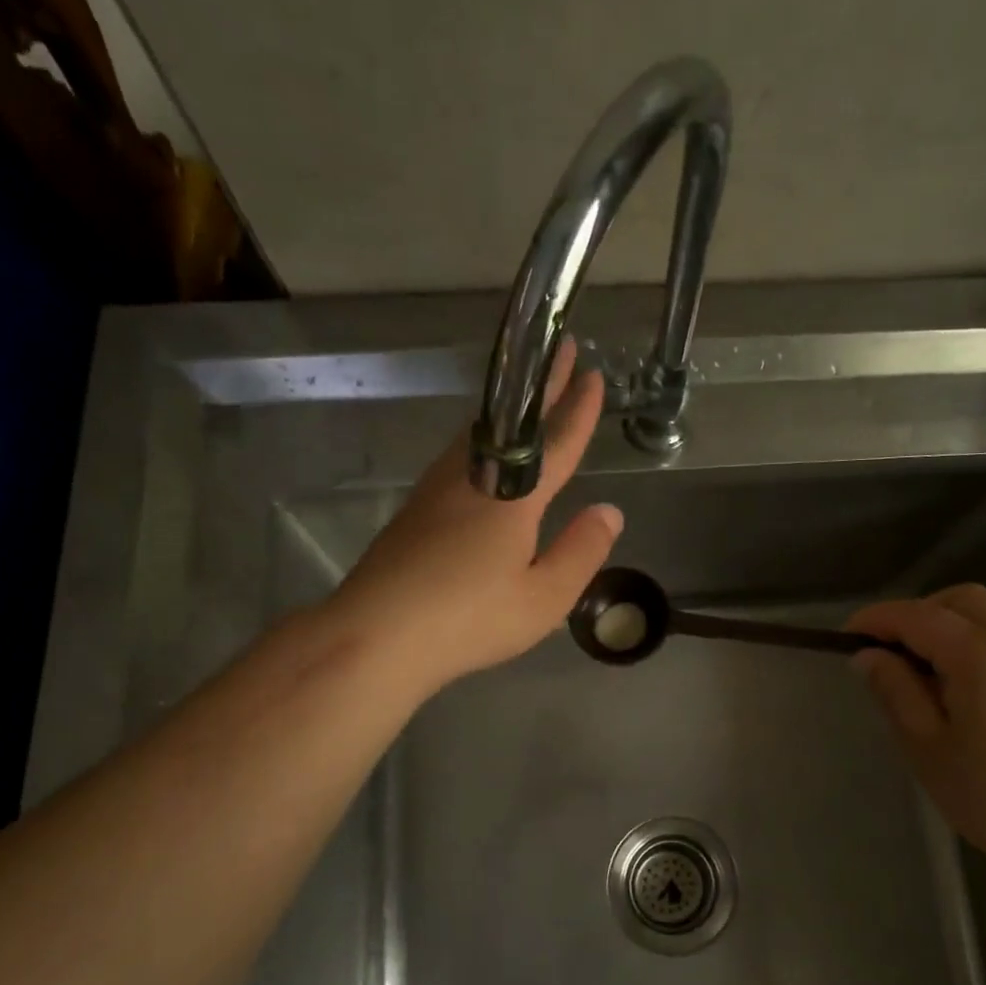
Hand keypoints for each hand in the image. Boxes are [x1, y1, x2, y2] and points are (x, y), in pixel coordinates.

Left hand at [328, 340, 622, 699]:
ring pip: (482, 435)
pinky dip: (485, 439)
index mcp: (512, 498)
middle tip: (561, 350)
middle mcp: (473, 479)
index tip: (592, 374)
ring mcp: (438, 490)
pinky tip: (483, 453)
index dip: (577, 411)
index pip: (555, 444)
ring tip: (528, 396)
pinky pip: (461, 455)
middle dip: (542, 388)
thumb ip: (581, 552)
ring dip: (512, 412)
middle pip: (515, 424)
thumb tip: (610, 510)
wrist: (376, 635)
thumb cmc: (469, 619)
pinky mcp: (416, 508)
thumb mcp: (544, 597)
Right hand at [848, 585, 985, 875]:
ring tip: (930, 654)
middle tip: (886, 650)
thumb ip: (896, 691)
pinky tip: (973, 666)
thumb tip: (867, 656)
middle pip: (959, 599)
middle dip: (916, 613)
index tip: (845, 635)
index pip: (917, 616)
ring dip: (954, 615)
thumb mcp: (928, 747)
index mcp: (981, 654)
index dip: (877, 620)